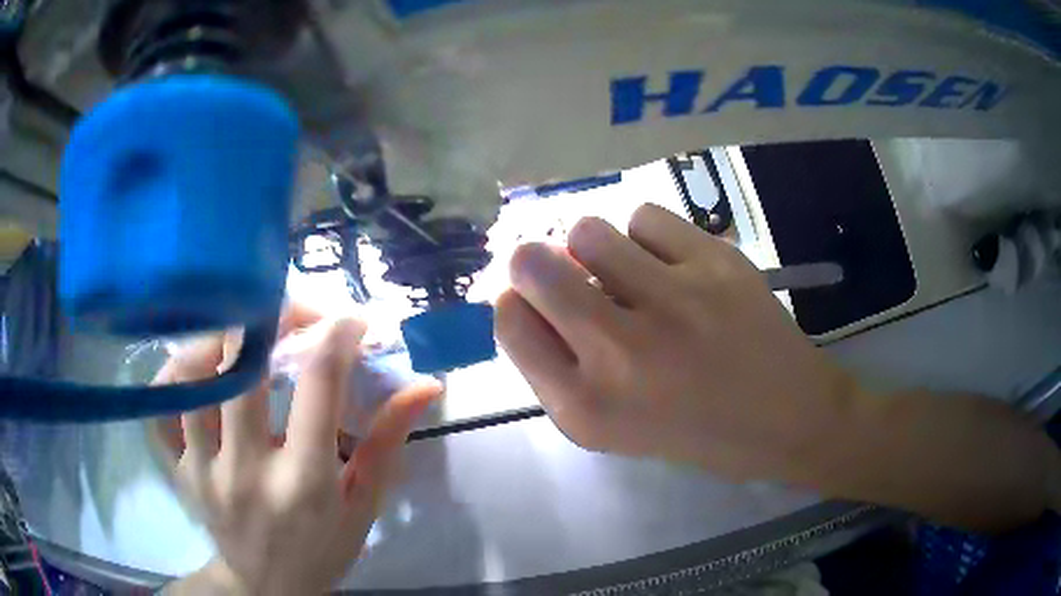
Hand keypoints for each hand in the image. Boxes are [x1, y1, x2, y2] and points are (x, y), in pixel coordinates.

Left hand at [154, 305, 439, 594]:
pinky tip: (198, 368)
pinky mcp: (178, 471)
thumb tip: (425, 385)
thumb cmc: (324, 547)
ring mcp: (203, 469)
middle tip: (296, 312)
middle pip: (242, 366)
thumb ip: (388, 440)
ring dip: (221, 338)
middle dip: (273, 318)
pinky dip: (174, 376)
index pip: (318, 386)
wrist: (266, 586)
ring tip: (246, 331)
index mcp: (305, 483)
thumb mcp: (365, 504)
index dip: (337, 336)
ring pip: (192, 376)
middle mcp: (247, 471)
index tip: (352, 320)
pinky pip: (159, 408)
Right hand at [495, 204, 855, 482]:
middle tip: (561, 269)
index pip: (510, 323)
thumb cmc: (695, 432)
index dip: (514, 302)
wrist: (788, 417)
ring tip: (626, 270)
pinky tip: (671, 264)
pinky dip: (646, 236)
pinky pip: (646, 217)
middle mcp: (620, 352)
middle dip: (533, 261)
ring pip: (589, 230)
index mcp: (587, 407)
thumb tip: (527, 295)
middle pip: (532, 264)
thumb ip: (561, 368)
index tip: (533, 300)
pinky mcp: (715, 264)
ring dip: (595, 248)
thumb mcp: (613, 427)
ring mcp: (673, 301)